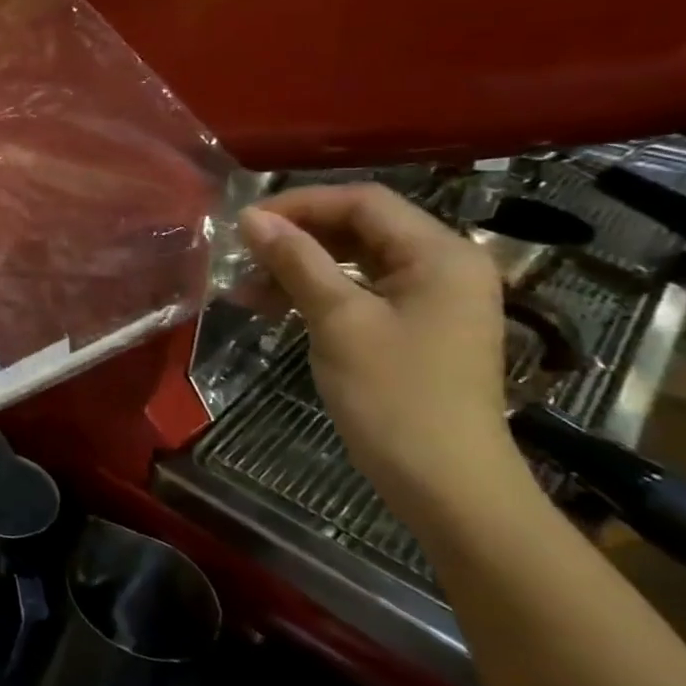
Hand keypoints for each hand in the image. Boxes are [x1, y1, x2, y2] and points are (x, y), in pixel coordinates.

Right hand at [237, 185, 537, 525]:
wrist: (445, 483)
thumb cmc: (394, 395)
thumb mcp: (338, 320)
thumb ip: (296, 261)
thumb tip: (251, 218)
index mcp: (440, 254)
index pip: (363, 201)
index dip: (300, 204)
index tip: (244, 224)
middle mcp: (442, 266)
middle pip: (359, 227)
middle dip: (295, 237)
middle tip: (240, 255)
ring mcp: (430, 299)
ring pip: (354, 260)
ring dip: (298, 266)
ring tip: (244, 287)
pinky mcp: (413, 327)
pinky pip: (358, 291)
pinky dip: (314, 292)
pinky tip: (271, 306)